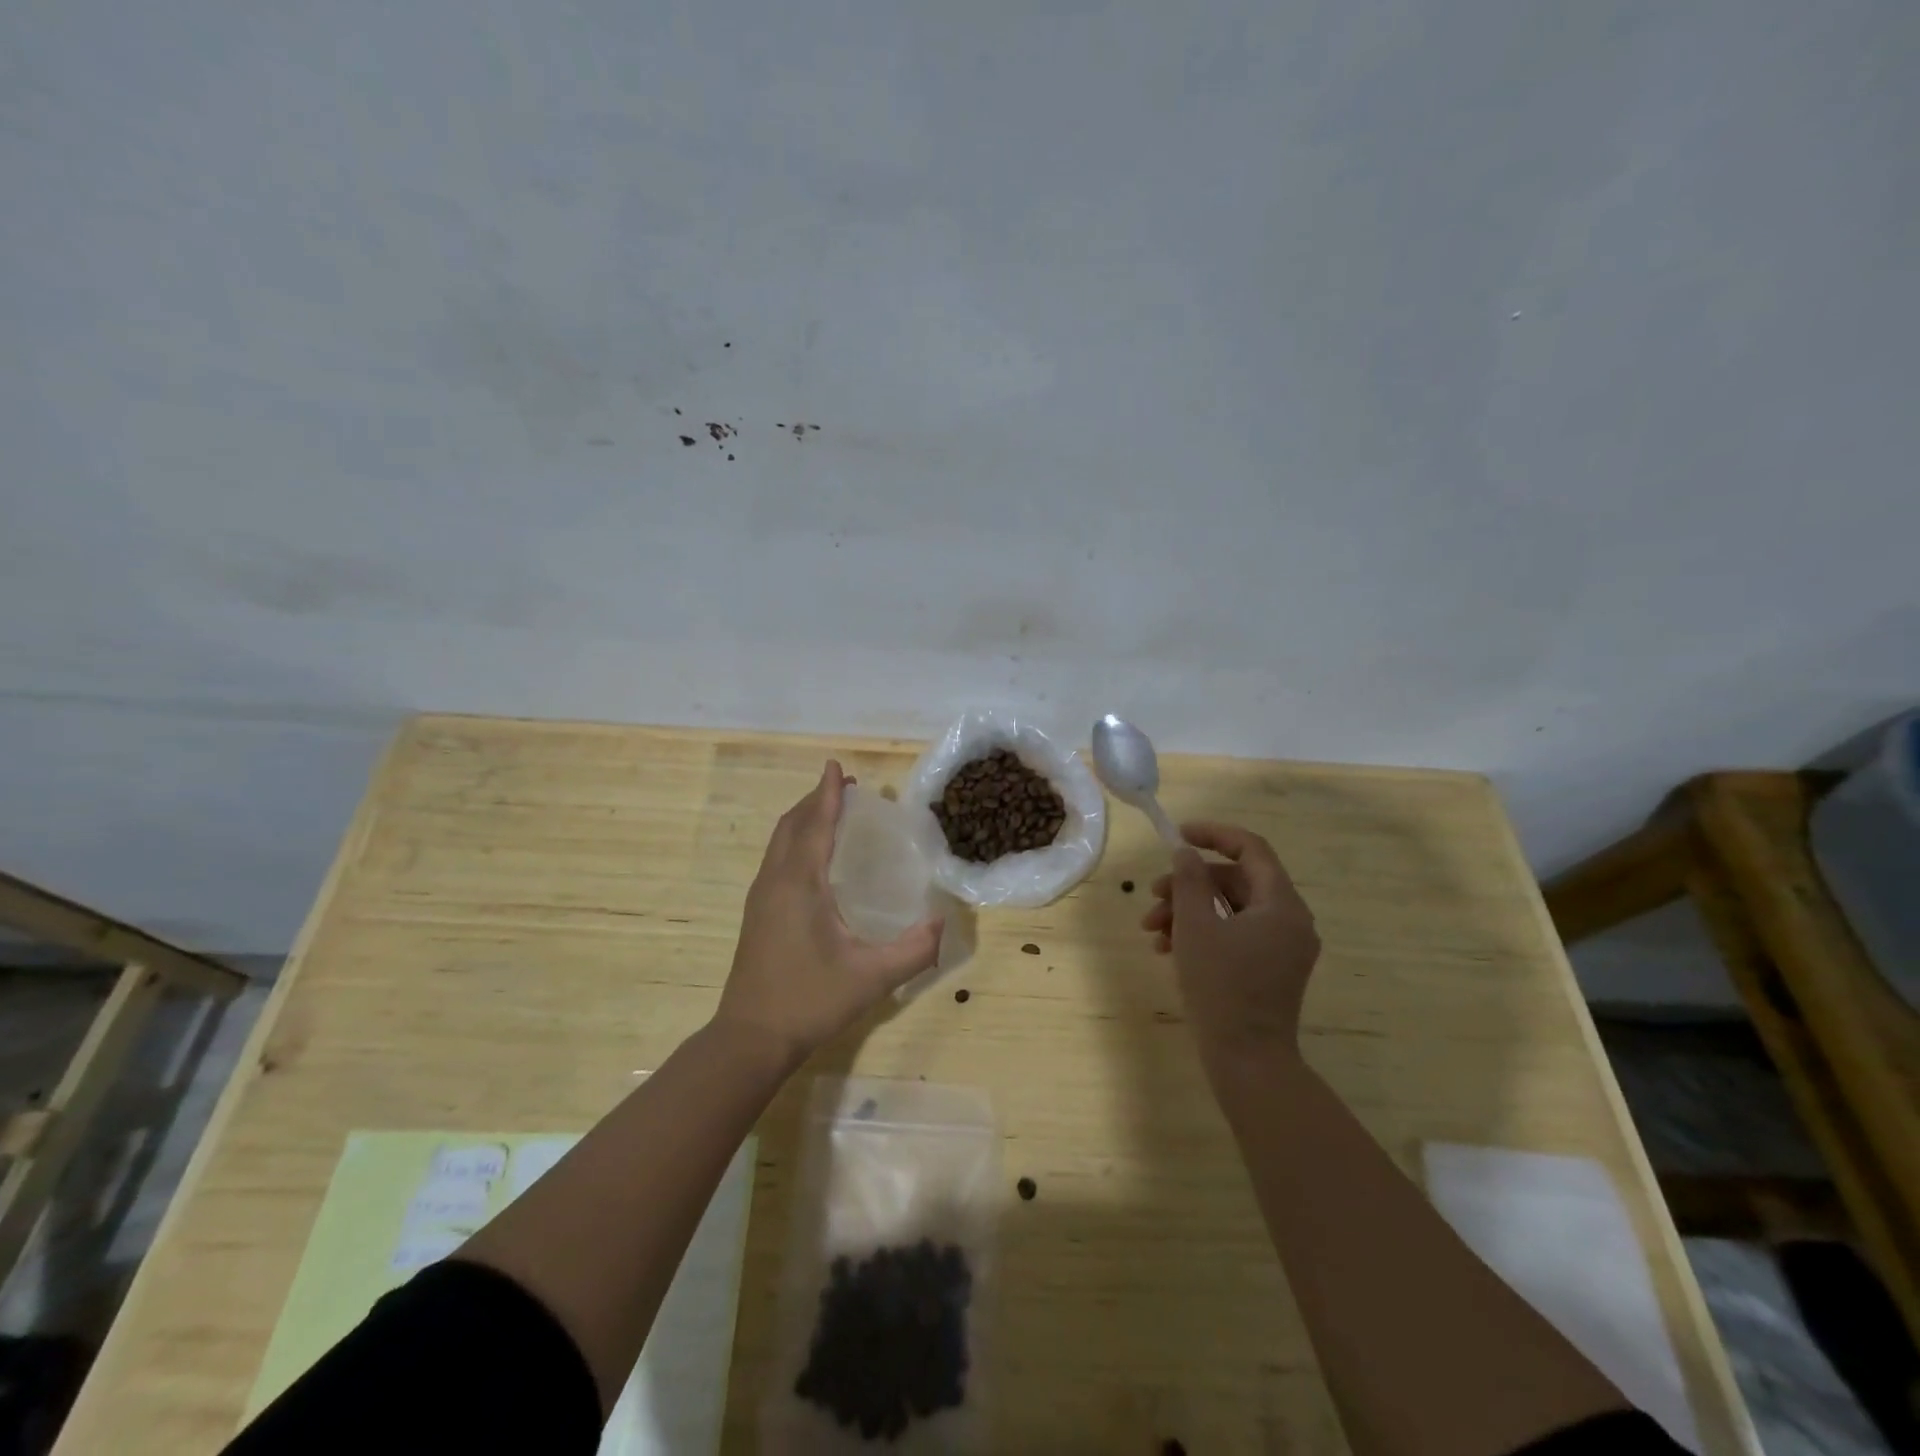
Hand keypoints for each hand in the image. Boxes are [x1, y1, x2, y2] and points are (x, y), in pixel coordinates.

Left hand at [716, 761, 943, 1066]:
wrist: (751, 1037)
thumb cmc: (810, 1001)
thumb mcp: (872, 978)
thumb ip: (914, 950)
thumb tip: (943, 921)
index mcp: (799, 885)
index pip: (816, 825)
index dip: (828, 794)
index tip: (836, 765)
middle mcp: (775, 881)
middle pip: (792, 825)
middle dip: (816, 800)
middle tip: (845, 788)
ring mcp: (761, 897)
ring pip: (780, 841)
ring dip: (804, 818)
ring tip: (831, 811)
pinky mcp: (757, 913)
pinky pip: (776, 858)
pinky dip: (795, 839)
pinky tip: (813, 856)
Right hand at [1140, 822, 1320, 1066]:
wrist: (1247, 1060)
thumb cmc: (1221, 987)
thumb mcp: (1195, 927)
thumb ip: (1189, 881)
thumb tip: (1186, 853)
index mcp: (1282, 904)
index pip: (1251, 848)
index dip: (1213, 835)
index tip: (1178, 836)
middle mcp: (1290, 920)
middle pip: (1236, 880)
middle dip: (1190, 884)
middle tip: (1152, 895)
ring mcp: (1283, 947)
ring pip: (1231, 909)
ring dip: (1189, 910)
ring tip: (1152, 930)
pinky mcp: (1271, 969)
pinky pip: (1236, 934)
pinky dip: (1203, 933)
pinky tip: (1167, 949)